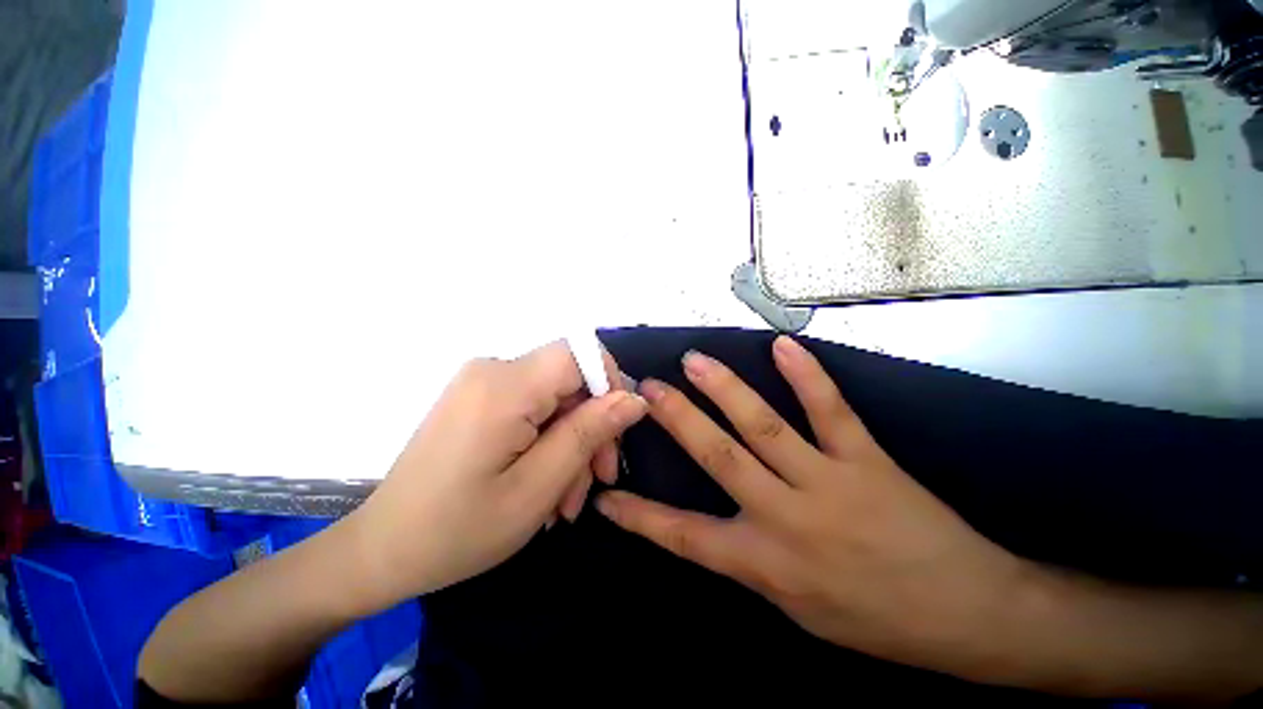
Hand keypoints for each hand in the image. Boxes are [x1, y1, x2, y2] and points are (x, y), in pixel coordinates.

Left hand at [343, 340, 647, 609]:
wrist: (381, 550)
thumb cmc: (458, 530)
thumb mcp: (538, 487)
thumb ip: (589, 433)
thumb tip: (633, 398)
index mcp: (504, 385)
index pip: (580, 353)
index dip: (610, 383)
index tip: (619, 430)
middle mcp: (493, 370)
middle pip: (570, 380)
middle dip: (592, 428)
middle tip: (600, 480)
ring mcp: (483, 384)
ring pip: (556, 399)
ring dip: (572, 443)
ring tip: (568, 500)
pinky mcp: (479, 399)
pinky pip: (533, 408)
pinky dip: (549, 442)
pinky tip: (548, 486)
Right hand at [596, 336, 1027, 679]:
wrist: (967, 616)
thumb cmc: (874, 621)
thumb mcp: (797, 611)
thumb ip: (752, 562)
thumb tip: (717, 526)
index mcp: (765, 564)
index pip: (683, 535)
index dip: (639, 516)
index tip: (606, 495)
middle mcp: (785, 517)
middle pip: (717, 457)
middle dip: (676, 420)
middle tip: (647, 389)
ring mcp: (827, 483)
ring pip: (762, 427)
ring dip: (723, 390)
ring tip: (695, 361)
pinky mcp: (866, 460)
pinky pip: (831, 411)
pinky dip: (806, 376)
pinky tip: (782, 345)